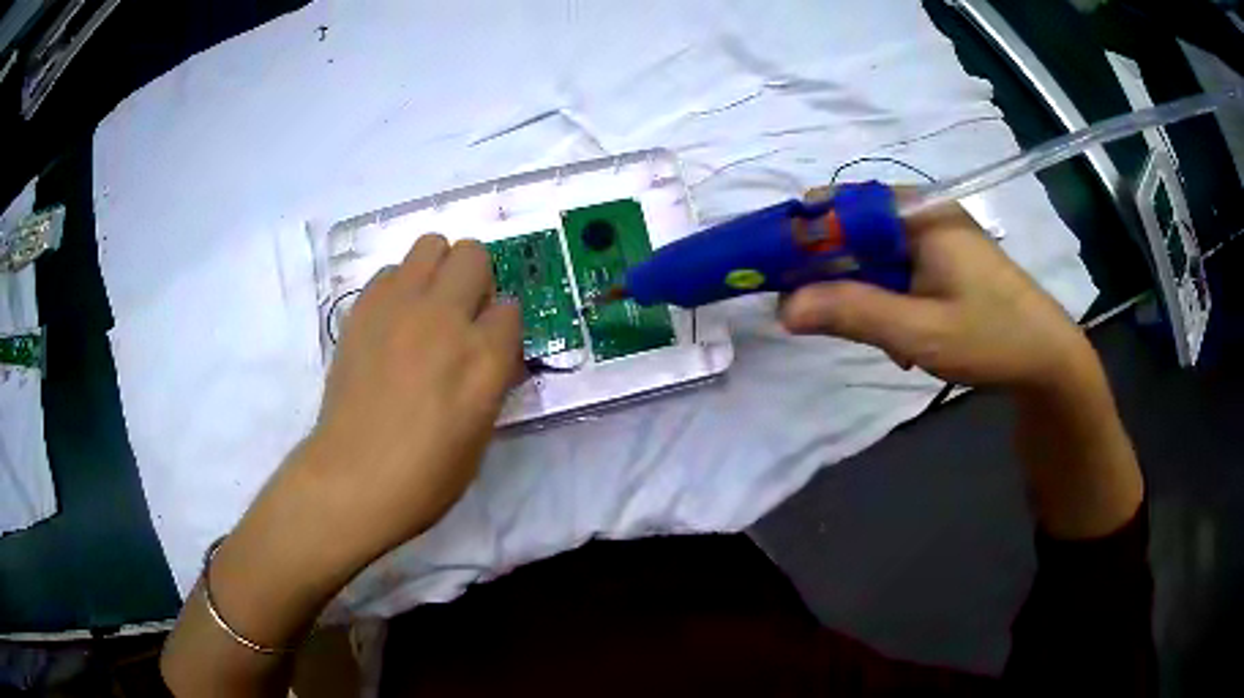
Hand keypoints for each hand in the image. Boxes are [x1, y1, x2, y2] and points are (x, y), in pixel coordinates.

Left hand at [302, 235, 521, 557]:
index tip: (490, 345)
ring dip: (438, 269)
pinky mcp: (363, 309)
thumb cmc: (427, 475)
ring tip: (427, 305)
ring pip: (430, 244)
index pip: (511, 306)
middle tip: (462, 313)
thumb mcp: (481, 433)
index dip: (501, 326)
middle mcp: (445, 318)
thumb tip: (491, 351)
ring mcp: (399, 307)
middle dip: (476, 279)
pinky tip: (393, 321)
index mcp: (483, 357)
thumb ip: (492, 379)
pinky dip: (399, 286)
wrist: (354, 477)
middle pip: (474, 255)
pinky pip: (390, 271)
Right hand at [780, 195, 1094, 391]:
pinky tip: (903, 336)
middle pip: (853, 229)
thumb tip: (783, 308)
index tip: (775, 274)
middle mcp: (923, 213)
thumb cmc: (991, 337)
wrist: (1048, 359)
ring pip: (873, 253)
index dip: (800, 234)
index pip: (839, 205)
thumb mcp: (919, 332)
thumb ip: (853, 313)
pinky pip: (897, 268)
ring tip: (880, 337)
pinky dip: (887, 298)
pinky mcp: (944, 258)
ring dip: (862, 292)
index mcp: (917, 213)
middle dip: (833, 273)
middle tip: (824, 318)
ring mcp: (936, 235)